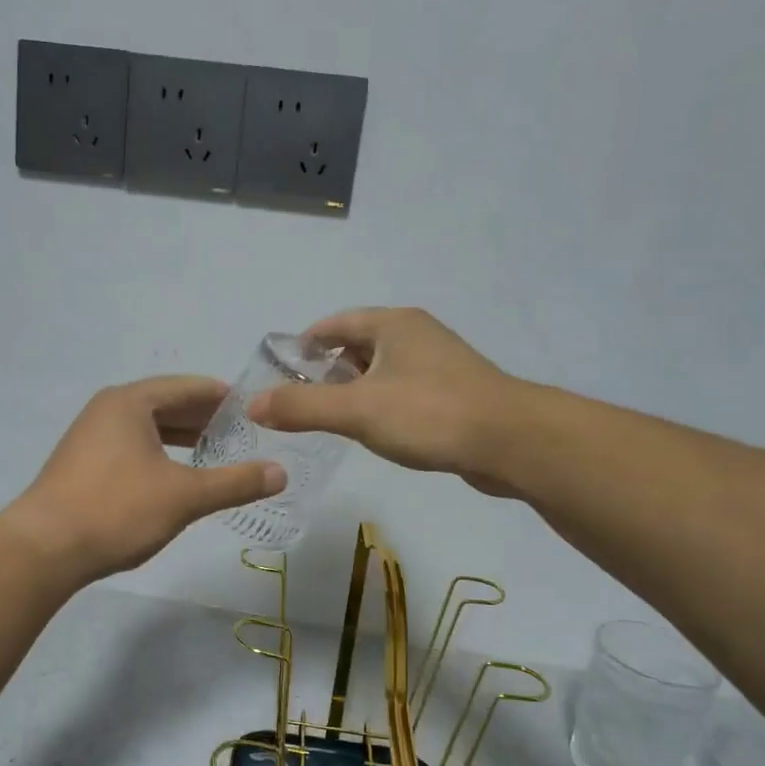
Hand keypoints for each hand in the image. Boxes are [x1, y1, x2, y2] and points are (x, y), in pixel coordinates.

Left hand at [3, 375, 286, 582]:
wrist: (43, 549)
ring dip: (181, 437)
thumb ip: (234, 482)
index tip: (252, 407)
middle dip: (203, 417)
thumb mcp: (184, 496)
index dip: (221, 396)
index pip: (186, 387)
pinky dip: (159, 454)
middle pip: (165, 404)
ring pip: (146, 428)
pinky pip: (130, 447)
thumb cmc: (117, 510)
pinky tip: (174, 476)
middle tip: (241, 432)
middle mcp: (107, 410)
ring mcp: (89, 437)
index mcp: (130, 403)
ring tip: (214, 452)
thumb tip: (281, 473)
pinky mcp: (81, 465)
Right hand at [247, 308, 523, 493]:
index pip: (335, 323)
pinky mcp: (453, 393)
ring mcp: (439, 364)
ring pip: (382, 370)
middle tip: (298, 400)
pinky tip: (374, 432)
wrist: (512, 442)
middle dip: (326, 369)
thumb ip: (303, 406)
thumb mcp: (358, 410)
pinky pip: (403, 391)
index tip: (280, 371)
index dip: (304, 343)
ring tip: (329, 418)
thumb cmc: (430, 414)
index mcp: (393, 324)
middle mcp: (416, 335)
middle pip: (357, 345)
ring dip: (354, 389)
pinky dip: (381, 404)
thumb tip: (252, 404)